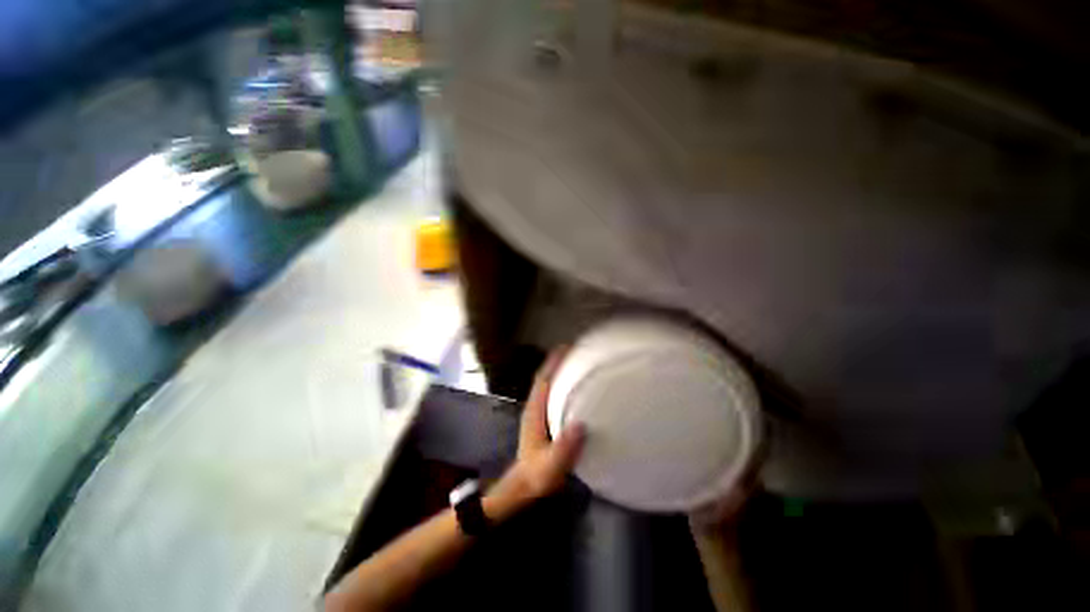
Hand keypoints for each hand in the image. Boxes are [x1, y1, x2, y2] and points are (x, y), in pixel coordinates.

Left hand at [484, 348, 584, 521]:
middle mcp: (534, 407)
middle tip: (575, 348)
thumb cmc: (538, 476)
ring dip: (557, 369)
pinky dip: (559, 382)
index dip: (553, 363)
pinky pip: (551, 392)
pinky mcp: (542, 417)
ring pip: (547, 383)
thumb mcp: (552, 467)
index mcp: (535, 412)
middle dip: (556, 360)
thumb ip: (564, 449)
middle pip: (544, 376)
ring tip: (576, 360)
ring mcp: (537, 411)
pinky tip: (573, 383)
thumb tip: (581, 424)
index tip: (566, 347)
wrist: (524, 487)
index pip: (543, 380)